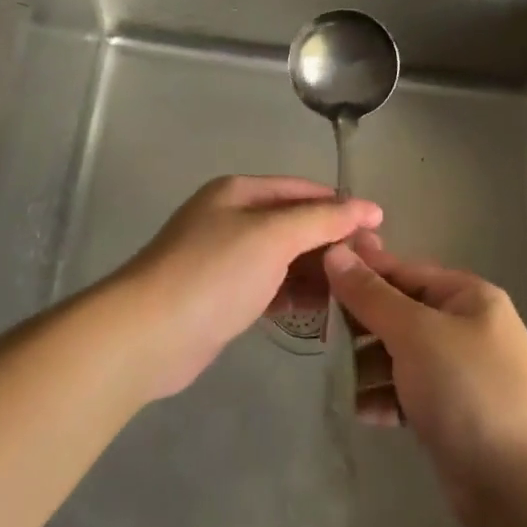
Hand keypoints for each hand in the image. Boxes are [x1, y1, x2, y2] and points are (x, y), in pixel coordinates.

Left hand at [113, 176, 381, 398]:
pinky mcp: (221, 295)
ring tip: (349, 294)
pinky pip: (268, 286)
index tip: (379, 232)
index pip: (303, 191)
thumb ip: (323, 220)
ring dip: (314, 272)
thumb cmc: (214, 273)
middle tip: (370, 270)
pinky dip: (292, 294)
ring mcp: (224, 258)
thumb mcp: (273, 236)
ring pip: (283, 258)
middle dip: (330, 243)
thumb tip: (369, 207)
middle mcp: (231, 217)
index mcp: (240, 192)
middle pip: (294, 223)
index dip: (342, 208)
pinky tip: (316, 312)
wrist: (147, 335)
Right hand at [325, 235, 526, 526]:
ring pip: (400, 356)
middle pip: (399, 313)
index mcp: (466, 296)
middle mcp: (464, 328)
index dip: (361, 272)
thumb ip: (371, 295)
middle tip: (314, 330)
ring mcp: (459, 374)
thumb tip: (334, 251)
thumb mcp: (416, 333)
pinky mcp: (451, 416)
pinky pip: (407, 394)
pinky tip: (358, 410)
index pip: (403, 271)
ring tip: (330, 375)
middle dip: (359, 323)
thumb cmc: (470, 391)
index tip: (314, 276)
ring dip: (366, 364)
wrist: (525, 491)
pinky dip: (383, 398)